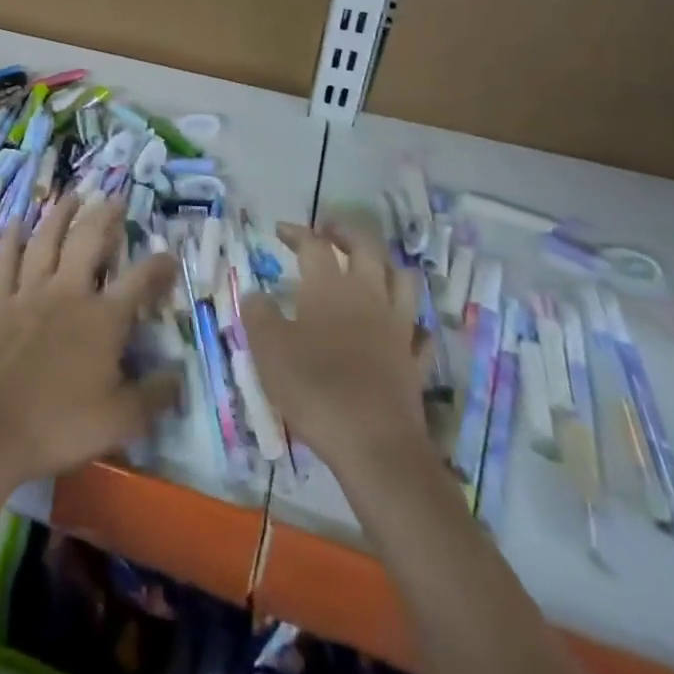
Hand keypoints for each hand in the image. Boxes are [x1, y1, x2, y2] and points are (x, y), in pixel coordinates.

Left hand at [0, 192, 179, 486]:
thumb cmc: (61, 423)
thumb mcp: (121, 420)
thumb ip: (154, 396)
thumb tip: (179, 375)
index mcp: (103, 318)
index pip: (139, 281)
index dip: (158, 266)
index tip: (170, 255)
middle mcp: (69, 292)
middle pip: (90, 241)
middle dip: (106, 217)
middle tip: (116, 199)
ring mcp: (30, 293)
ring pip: (47, 240)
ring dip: (62, 214)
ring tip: (73, 194)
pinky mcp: (0, 302)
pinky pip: (7, 260)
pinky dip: (11, 238)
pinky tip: (15, 220)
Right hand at [240, 222, 433, 473]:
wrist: (374, 444)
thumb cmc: (314, 388)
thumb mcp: (268, 350)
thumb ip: (259, 315)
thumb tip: (256, 294)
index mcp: (329, 287)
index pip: (314, 245)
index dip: (297, 233)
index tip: (281, 230)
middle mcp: (368, 295)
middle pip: (366, 248)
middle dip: (346, 232)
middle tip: (329, 230)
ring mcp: (398, 327)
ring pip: (401, 279)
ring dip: (384, 265)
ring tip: (368, 266)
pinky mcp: (414, 360)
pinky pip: (418, 329)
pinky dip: (408, 320)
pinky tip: (398, 325)